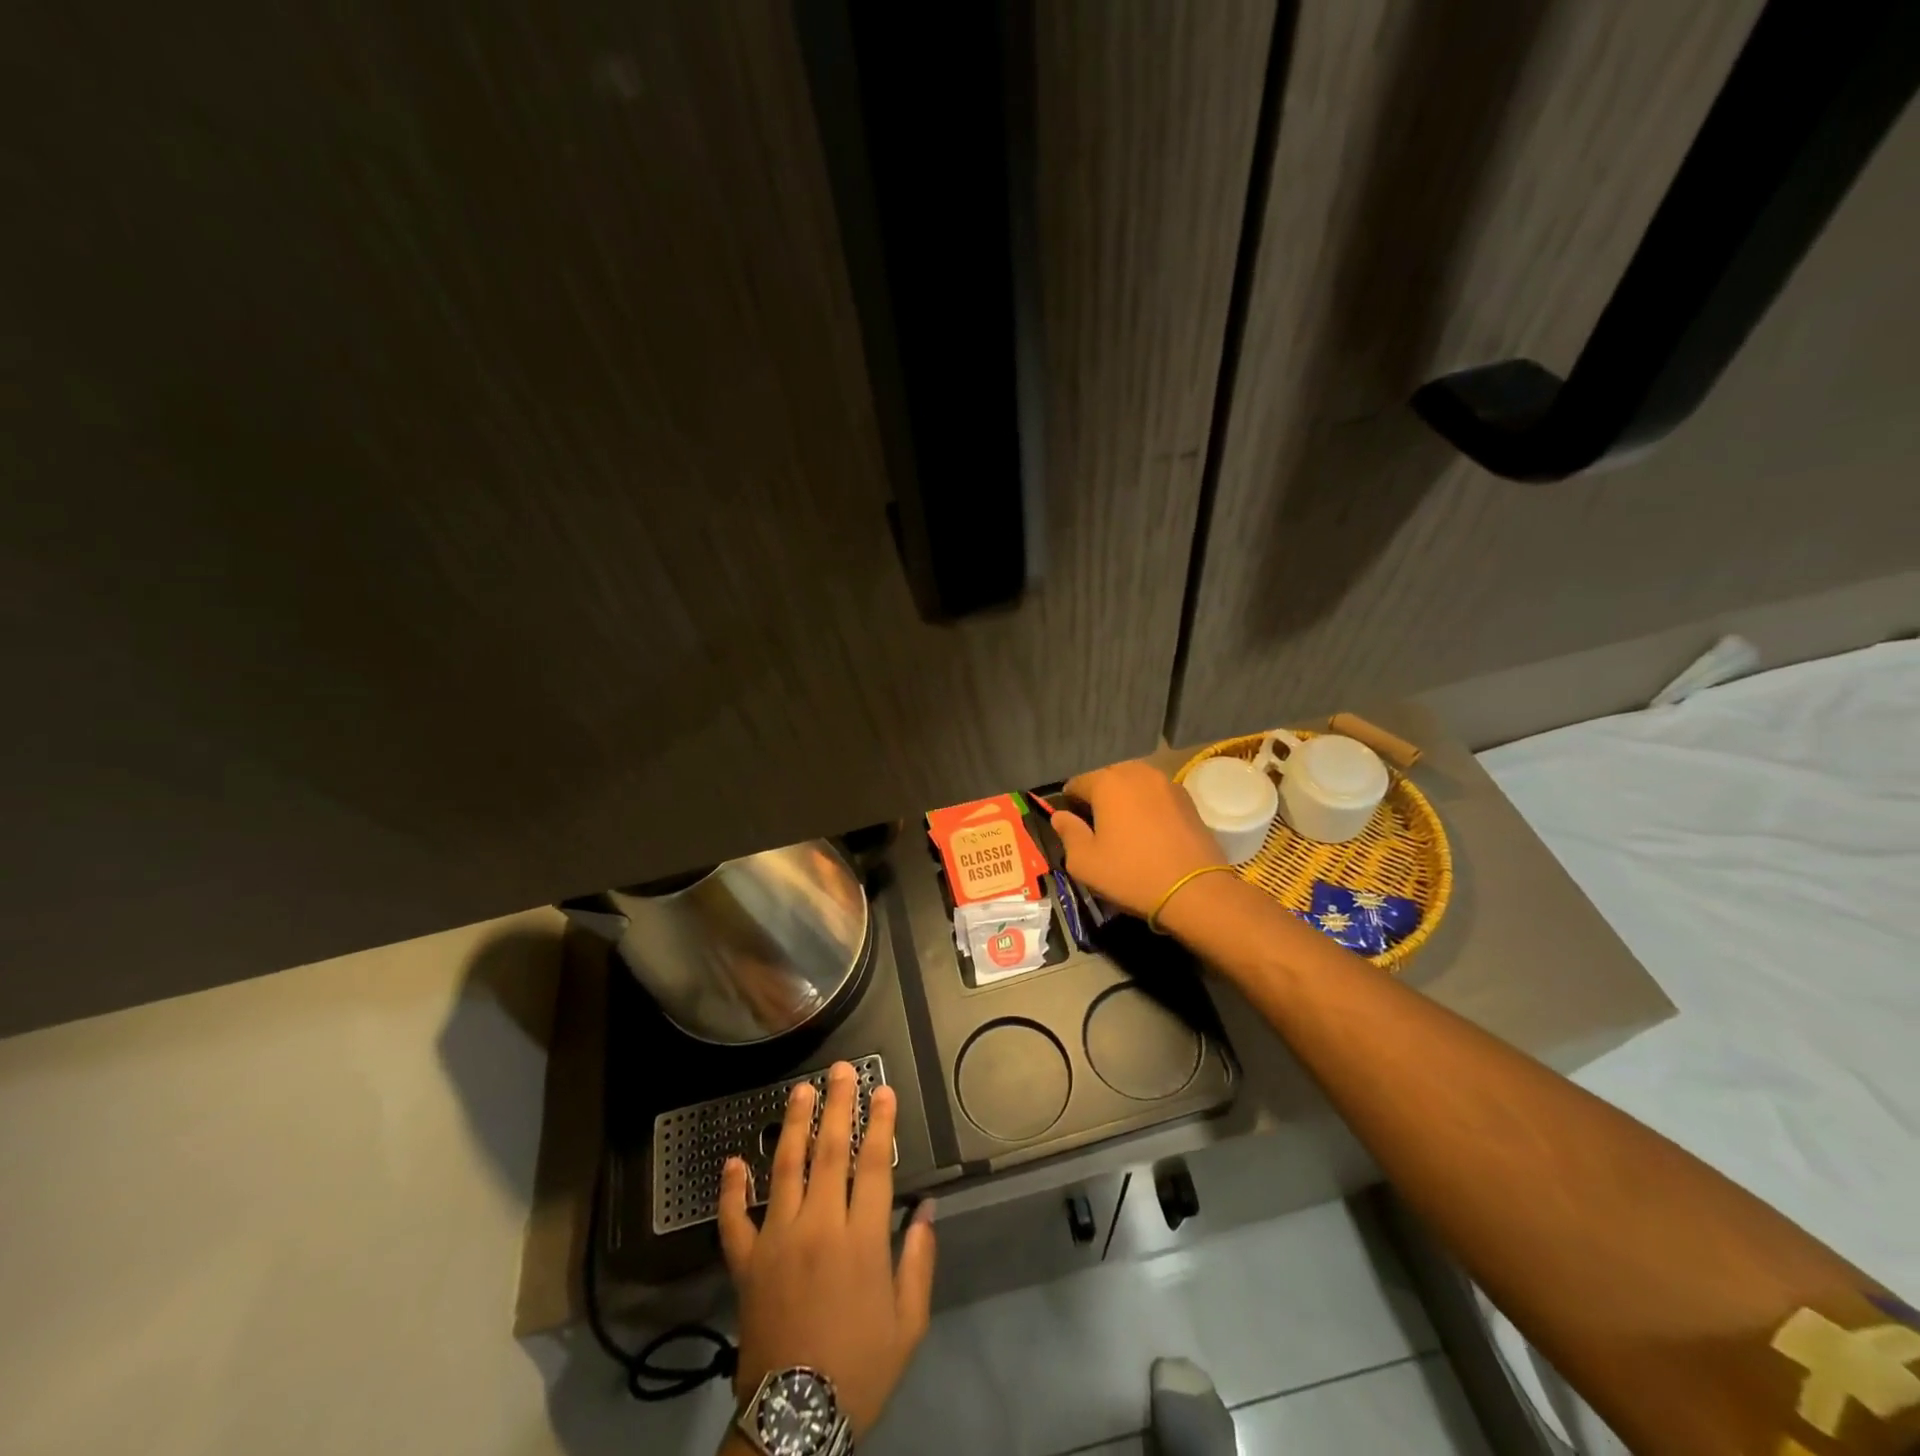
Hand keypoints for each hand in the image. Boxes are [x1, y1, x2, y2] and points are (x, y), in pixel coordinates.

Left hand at [718, 1061, 936, 1444]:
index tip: (883, 1090)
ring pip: (785, 1168)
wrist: (796, 1423)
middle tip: (841, 1070)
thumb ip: (919, 1259)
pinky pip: (734, 1220)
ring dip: (793, 1124)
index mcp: (862, 1240)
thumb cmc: (861, 1369)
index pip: (874, 1164)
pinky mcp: (745, 1263)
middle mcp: (818, 1227)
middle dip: (838, 1105)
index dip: (881, 1122)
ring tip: (800, 1090)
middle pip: (830, 1151)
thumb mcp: (908, 1323)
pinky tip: (733, 1160)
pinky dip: (731, 1189)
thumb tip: (926, 1207)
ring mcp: (777, 1241)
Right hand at [1055, 760, 1225, 918]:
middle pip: (1108, 777)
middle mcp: (1137, 772)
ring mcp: (1166, 783)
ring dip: (1124, 798)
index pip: (1077, 781)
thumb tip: (1060, 816)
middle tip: (1096, 825)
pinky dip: (1147, 805)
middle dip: (1098, 796)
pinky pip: (1157, 795)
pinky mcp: (1188, 799)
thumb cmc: (1131, 874)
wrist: (1195, 890)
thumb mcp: (1084, 862)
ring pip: (1135, 783)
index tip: (1070, 822)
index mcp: (1108, 782)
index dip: (1069, 801)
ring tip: (1124, 826)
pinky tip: (1149, 831)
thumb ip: (1067, 833)